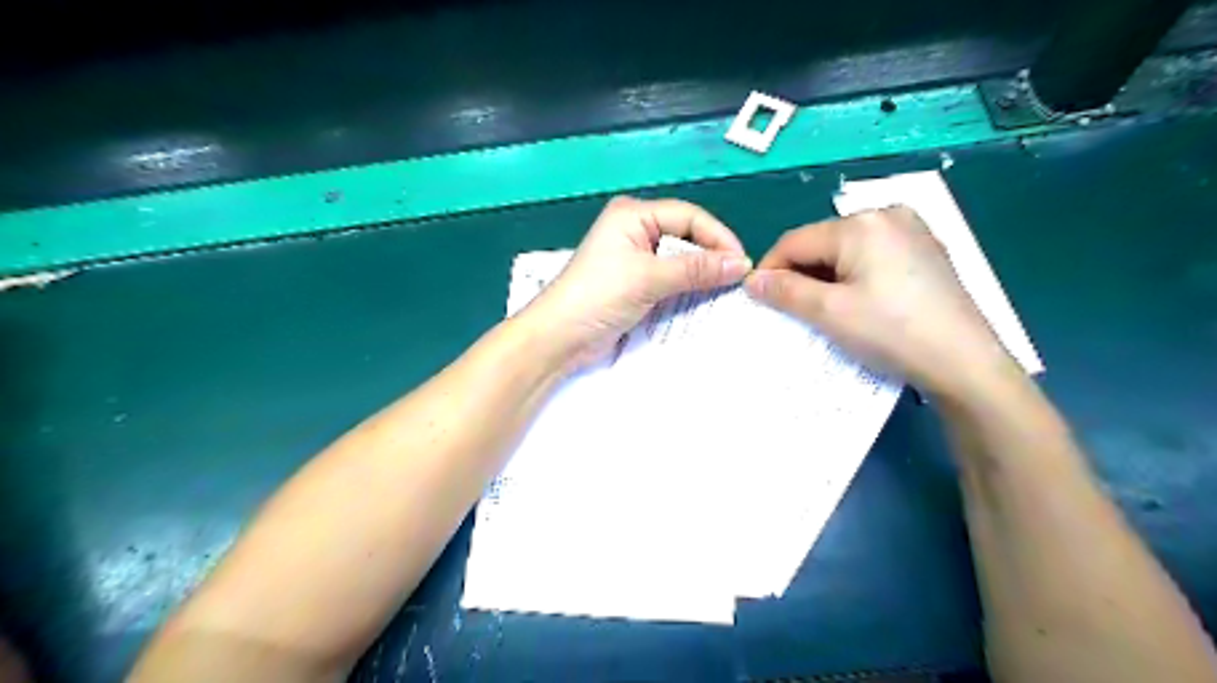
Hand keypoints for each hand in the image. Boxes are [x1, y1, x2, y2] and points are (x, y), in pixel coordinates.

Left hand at [526, 195, 750, 370]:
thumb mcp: (649, 278)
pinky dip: (686, 289)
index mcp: (633, 214)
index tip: (742, 263)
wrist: (560, 337)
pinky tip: (703, 300)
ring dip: (700, 275)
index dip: (718, 237)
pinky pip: (669, 280)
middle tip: (737, 279)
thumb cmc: (599, 296)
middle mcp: (635, 230)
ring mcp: (634, 258)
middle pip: (685, 236)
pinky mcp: (634, 283)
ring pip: (679, 260)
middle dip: (711, 256)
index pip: (688, 217)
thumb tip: (741, 264)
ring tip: (726, 291)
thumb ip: (696, 269)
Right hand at [741, 208, 1019, 400]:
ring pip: (846, 250)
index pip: (795, 241)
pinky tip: (856, 302)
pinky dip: (853, 276)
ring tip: (821, 309)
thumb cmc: (892, 333)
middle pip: (822, 242)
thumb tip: (751, 280)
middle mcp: (887, 214)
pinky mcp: (925, 250)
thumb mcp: (829, 312)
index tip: (756, 298)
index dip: (770, 269)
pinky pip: (872, 256)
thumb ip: (784, 291)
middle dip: (800, 273)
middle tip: (789, 309)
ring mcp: (911, 230)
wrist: (965, 363)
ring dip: (825, 276)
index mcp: (861, 223)